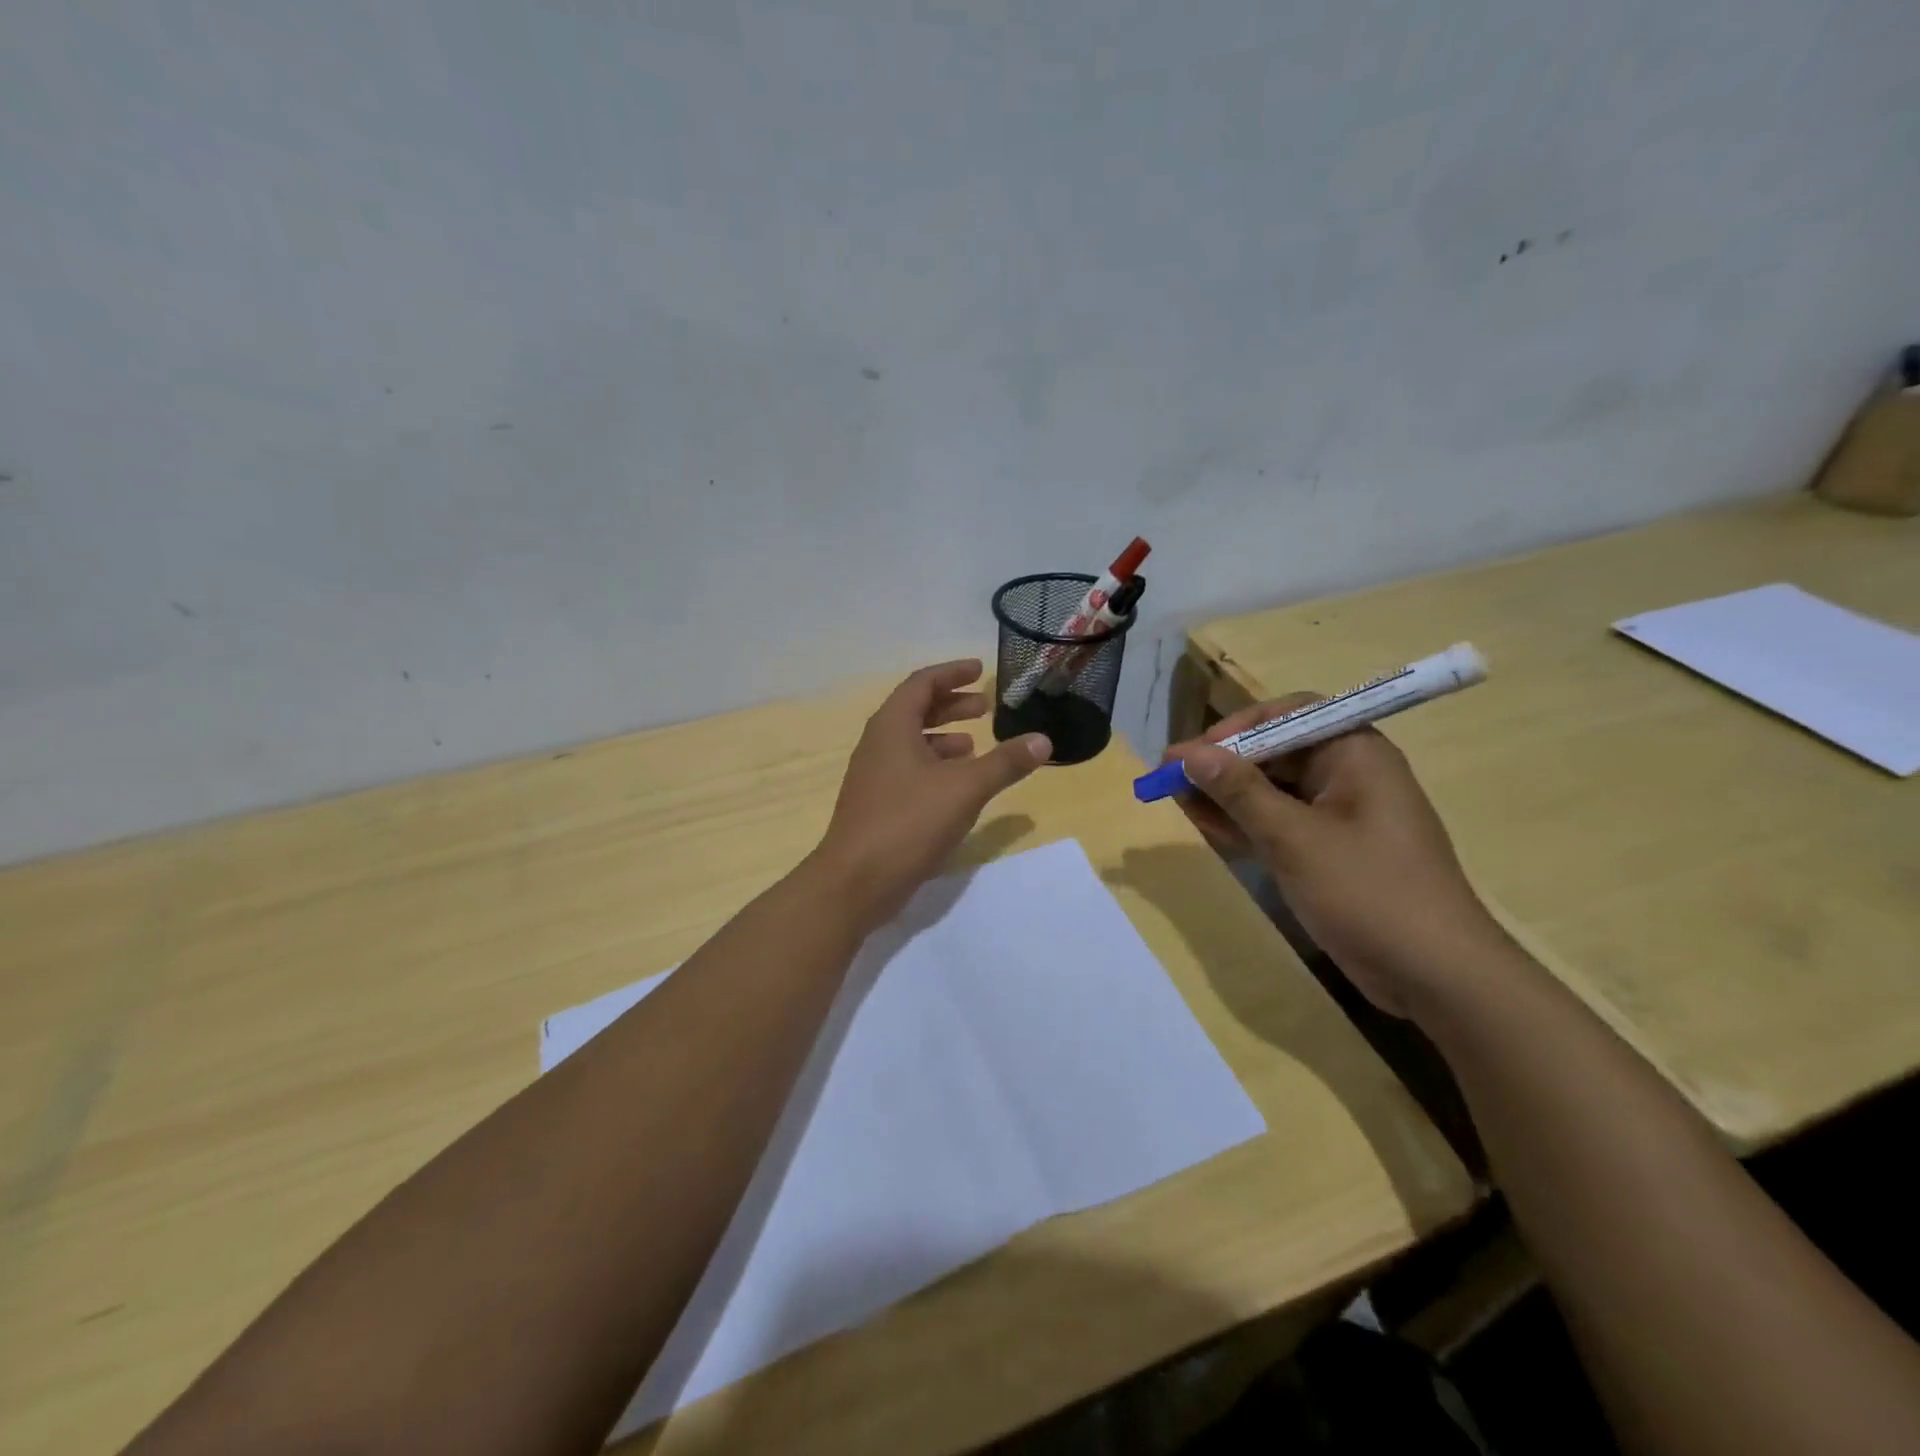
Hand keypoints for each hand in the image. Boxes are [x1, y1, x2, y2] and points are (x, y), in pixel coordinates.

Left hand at [812, 660, 1051, 925]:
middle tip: (984, 707)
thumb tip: (1043, 740)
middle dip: (951, 704)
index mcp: (892, 726)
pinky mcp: (877, 804)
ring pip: (912, 743)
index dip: (952, 673)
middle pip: (915, 710)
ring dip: (944, 737)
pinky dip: (935, 767)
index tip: (979, 670)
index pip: (922, 683)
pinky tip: (956, 786)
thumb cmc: (909, 821)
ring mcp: (874, 776)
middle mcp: (878, 744)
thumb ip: (1005, 763)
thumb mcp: (965, 788)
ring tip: (975, 745)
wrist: (856, 881)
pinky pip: (909, 770)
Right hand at [1166, 696, 1504, 1016]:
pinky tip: (1210, 830)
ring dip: (1227, 796)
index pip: (1286, 715)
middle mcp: (1349, 774)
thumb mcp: (1294, 838)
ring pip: (1273, 790)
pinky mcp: (1333, 851)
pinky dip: (1247, 825)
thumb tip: (1190, 753)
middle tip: (1171, 781)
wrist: (1437, 976)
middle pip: (1275, 752)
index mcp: (1353, 753)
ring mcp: (1342, 815)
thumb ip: (1239, 791)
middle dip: (1223, 765)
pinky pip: (1282, 824)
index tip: (1193, 753)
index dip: (1235, 728)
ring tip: (1179, 804)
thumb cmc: (1367, 892)